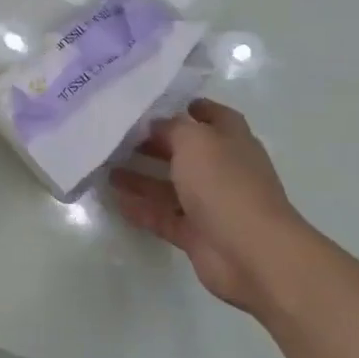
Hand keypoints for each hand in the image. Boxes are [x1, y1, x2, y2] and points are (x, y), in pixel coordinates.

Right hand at [109, 100, 308, 317]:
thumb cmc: (225, 184)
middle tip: (120, 138)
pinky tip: (115, 201)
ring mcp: (210, 204)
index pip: (214, 116)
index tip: (160, 105)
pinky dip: (141, 209)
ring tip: (107, 169)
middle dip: (156, 144)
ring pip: (171, 186)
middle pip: (186, 152)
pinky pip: (163, 217)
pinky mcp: (196, 235)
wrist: (251, 253)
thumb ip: (173, 127)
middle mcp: (223, 169)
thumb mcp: (195, 141)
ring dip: (142, 177)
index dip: (193, 108)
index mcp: (232, 140)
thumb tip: (156, 125)